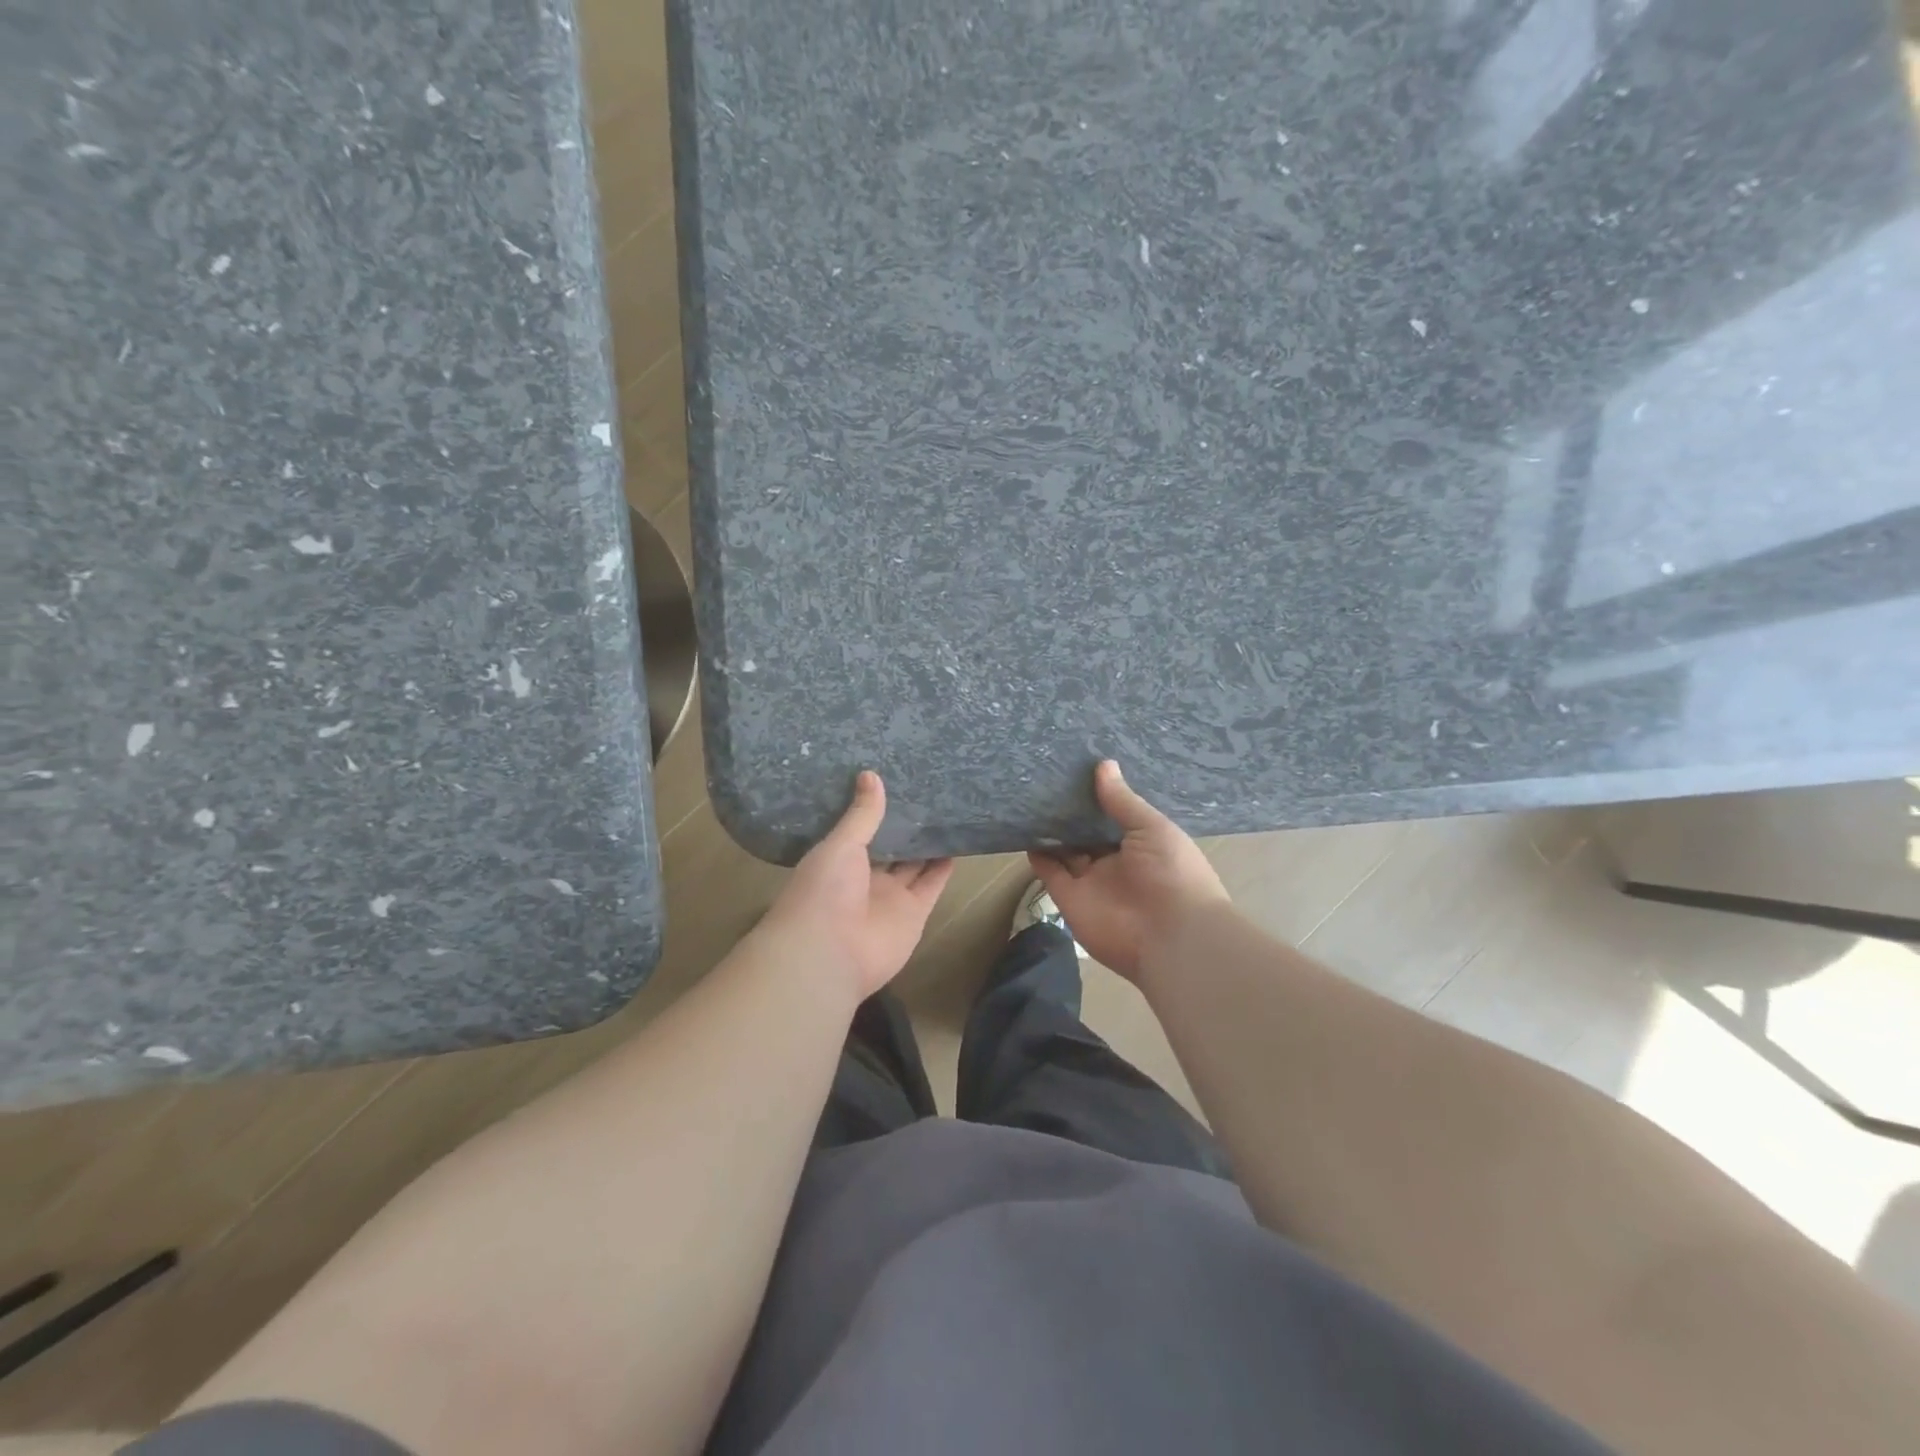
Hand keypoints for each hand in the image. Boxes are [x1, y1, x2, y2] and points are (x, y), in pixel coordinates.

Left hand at [762, 771, 954, 1000]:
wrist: (830, 954)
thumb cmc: (824, 892)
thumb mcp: (840, 845)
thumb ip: (861, 815)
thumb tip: (870, 774)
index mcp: (839, 861)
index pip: (861, 831)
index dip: (876, 811)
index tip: (894, 782)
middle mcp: (864, 878)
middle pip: (890, 848)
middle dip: (905, 826)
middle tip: (926, 791)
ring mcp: (890, 897)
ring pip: (914, 865)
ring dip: (927, 844)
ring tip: (947, 811)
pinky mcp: (915, 913)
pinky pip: (932, 885)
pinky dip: (944, 866)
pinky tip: (957, 841)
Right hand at [1028, 760, 1230, 982]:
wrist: (1170, 937)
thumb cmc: (1172, 873)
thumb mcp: (1152, 828)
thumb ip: (1123, 800)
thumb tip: (1103, 764)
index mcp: (1144, 845)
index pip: (1117, 817)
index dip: (1100, 797)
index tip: (1079, 770)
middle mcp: (1117, 862)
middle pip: (1088, 834)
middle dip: (1072, 813)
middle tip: (1048, 779)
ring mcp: (1092, 881)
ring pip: (1066, 852)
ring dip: (1052, 832)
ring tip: (1031, 799)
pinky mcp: (1070, 898)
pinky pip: (1050, 873)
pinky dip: (1038, 855)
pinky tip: (1026, 830)